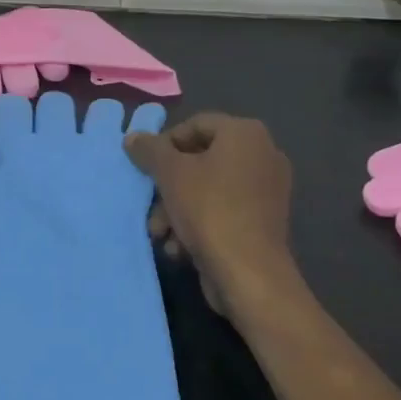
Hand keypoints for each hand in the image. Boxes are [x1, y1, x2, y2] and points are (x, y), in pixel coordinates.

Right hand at [125, 114, 298, 322]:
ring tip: (159, 233)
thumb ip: (149, 150)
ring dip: (177, 209)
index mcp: (246, 133)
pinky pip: (224, 211)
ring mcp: (267, 190)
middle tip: (150, 204)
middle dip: (168, 185)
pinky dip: (199, 224)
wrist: (250, 274)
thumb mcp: (170, 173)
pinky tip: (179, 247)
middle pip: (200, 160)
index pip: (195, 125)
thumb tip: (133, 137)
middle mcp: (263, 155)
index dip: (165, 144)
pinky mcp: (264, 222)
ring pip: (208, 189)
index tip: (146, 166)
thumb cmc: (209, 209)